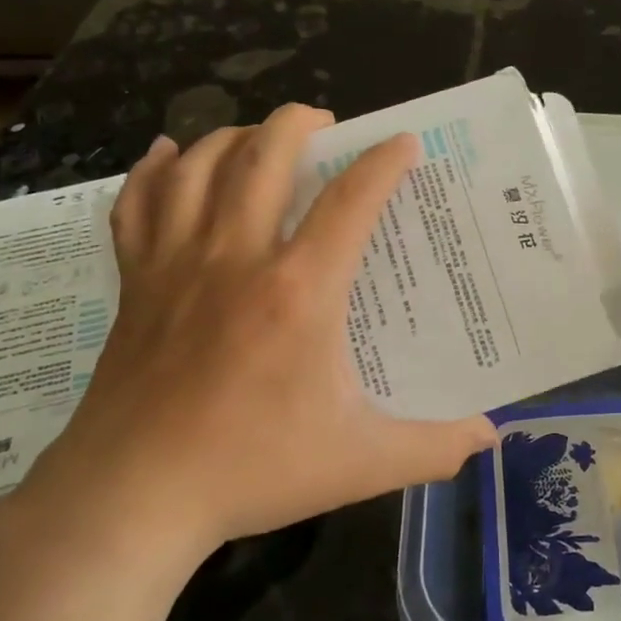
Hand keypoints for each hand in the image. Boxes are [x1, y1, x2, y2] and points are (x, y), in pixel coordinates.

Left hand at [14, 104, 496, 568]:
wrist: (130, 498)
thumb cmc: (252, 470)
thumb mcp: (361, 464)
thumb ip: (434, 448)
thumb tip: (490, 435)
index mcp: (299, 291)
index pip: (350, 201)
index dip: (382, 163)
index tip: (403, 143)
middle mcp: (236, 258)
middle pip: (264, 157)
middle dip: (298, 123)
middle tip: (326, 121)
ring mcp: (176, 266)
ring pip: (200, 167)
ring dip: (234, 136)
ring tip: (260, 135)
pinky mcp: (135, 284)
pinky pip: (137, 204)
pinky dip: (155, 170)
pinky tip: (171, 155)